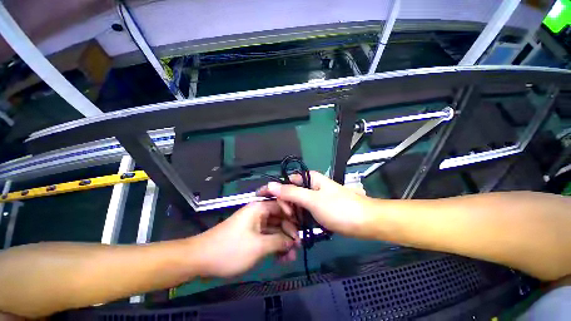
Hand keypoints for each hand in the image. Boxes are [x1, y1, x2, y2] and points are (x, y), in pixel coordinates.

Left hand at [192, 201, 299, 277]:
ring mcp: (255, 225)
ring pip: (274, 229)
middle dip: (289, 232)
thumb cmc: (231, 249)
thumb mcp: (258, 246)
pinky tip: (281, 258)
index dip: (292, 216)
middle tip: (297, 248)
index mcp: (259, 208)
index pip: (281, 205)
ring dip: (283, 242)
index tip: (300, 229)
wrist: (201, 259)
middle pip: (279, 218)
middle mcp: (258, 213)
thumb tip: (293, 241)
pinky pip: (267, 237)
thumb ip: (279, 241)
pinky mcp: (252, 235)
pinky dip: (274, 246)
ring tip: (291, 256)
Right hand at [257, 171, 374, 237]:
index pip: (286, 181)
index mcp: (310, 178)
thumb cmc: (339, 208)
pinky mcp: (318, 209)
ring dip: (291, 213)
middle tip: (285, 218)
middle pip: (291, 193)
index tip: (264, 200)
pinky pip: (304, 211)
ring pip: (296, 203)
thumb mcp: (312, 200)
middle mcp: (311, 186)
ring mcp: (314, 198)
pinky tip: (295, 226)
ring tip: (289, 225)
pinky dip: (299, 218)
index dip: (276, 190)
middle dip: (285, 205)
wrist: (365, 223)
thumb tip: (271, 184)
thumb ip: (291, 192)